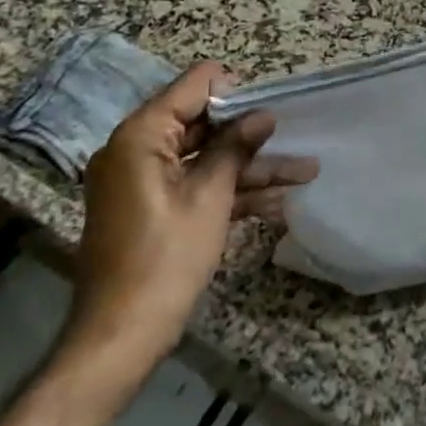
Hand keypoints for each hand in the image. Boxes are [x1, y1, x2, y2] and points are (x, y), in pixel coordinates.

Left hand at [61, 62, 316, 391]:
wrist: (120, 338)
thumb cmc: (165, 258)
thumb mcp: (209, 197)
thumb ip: (235, 148)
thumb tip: (262, 115)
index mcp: (141, 136)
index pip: (193, 87)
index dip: (234, 92)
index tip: (269, 108)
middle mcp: (136, 150)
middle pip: (202, 123)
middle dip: (250, 133)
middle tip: (295, 136)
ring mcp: (143, 182)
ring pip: (205, 158)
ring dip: (251, 167)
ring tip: (305, 172)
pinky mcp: (152, 209)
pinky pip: (195, 185)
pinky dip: (231, 191)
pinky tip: (278, 202)